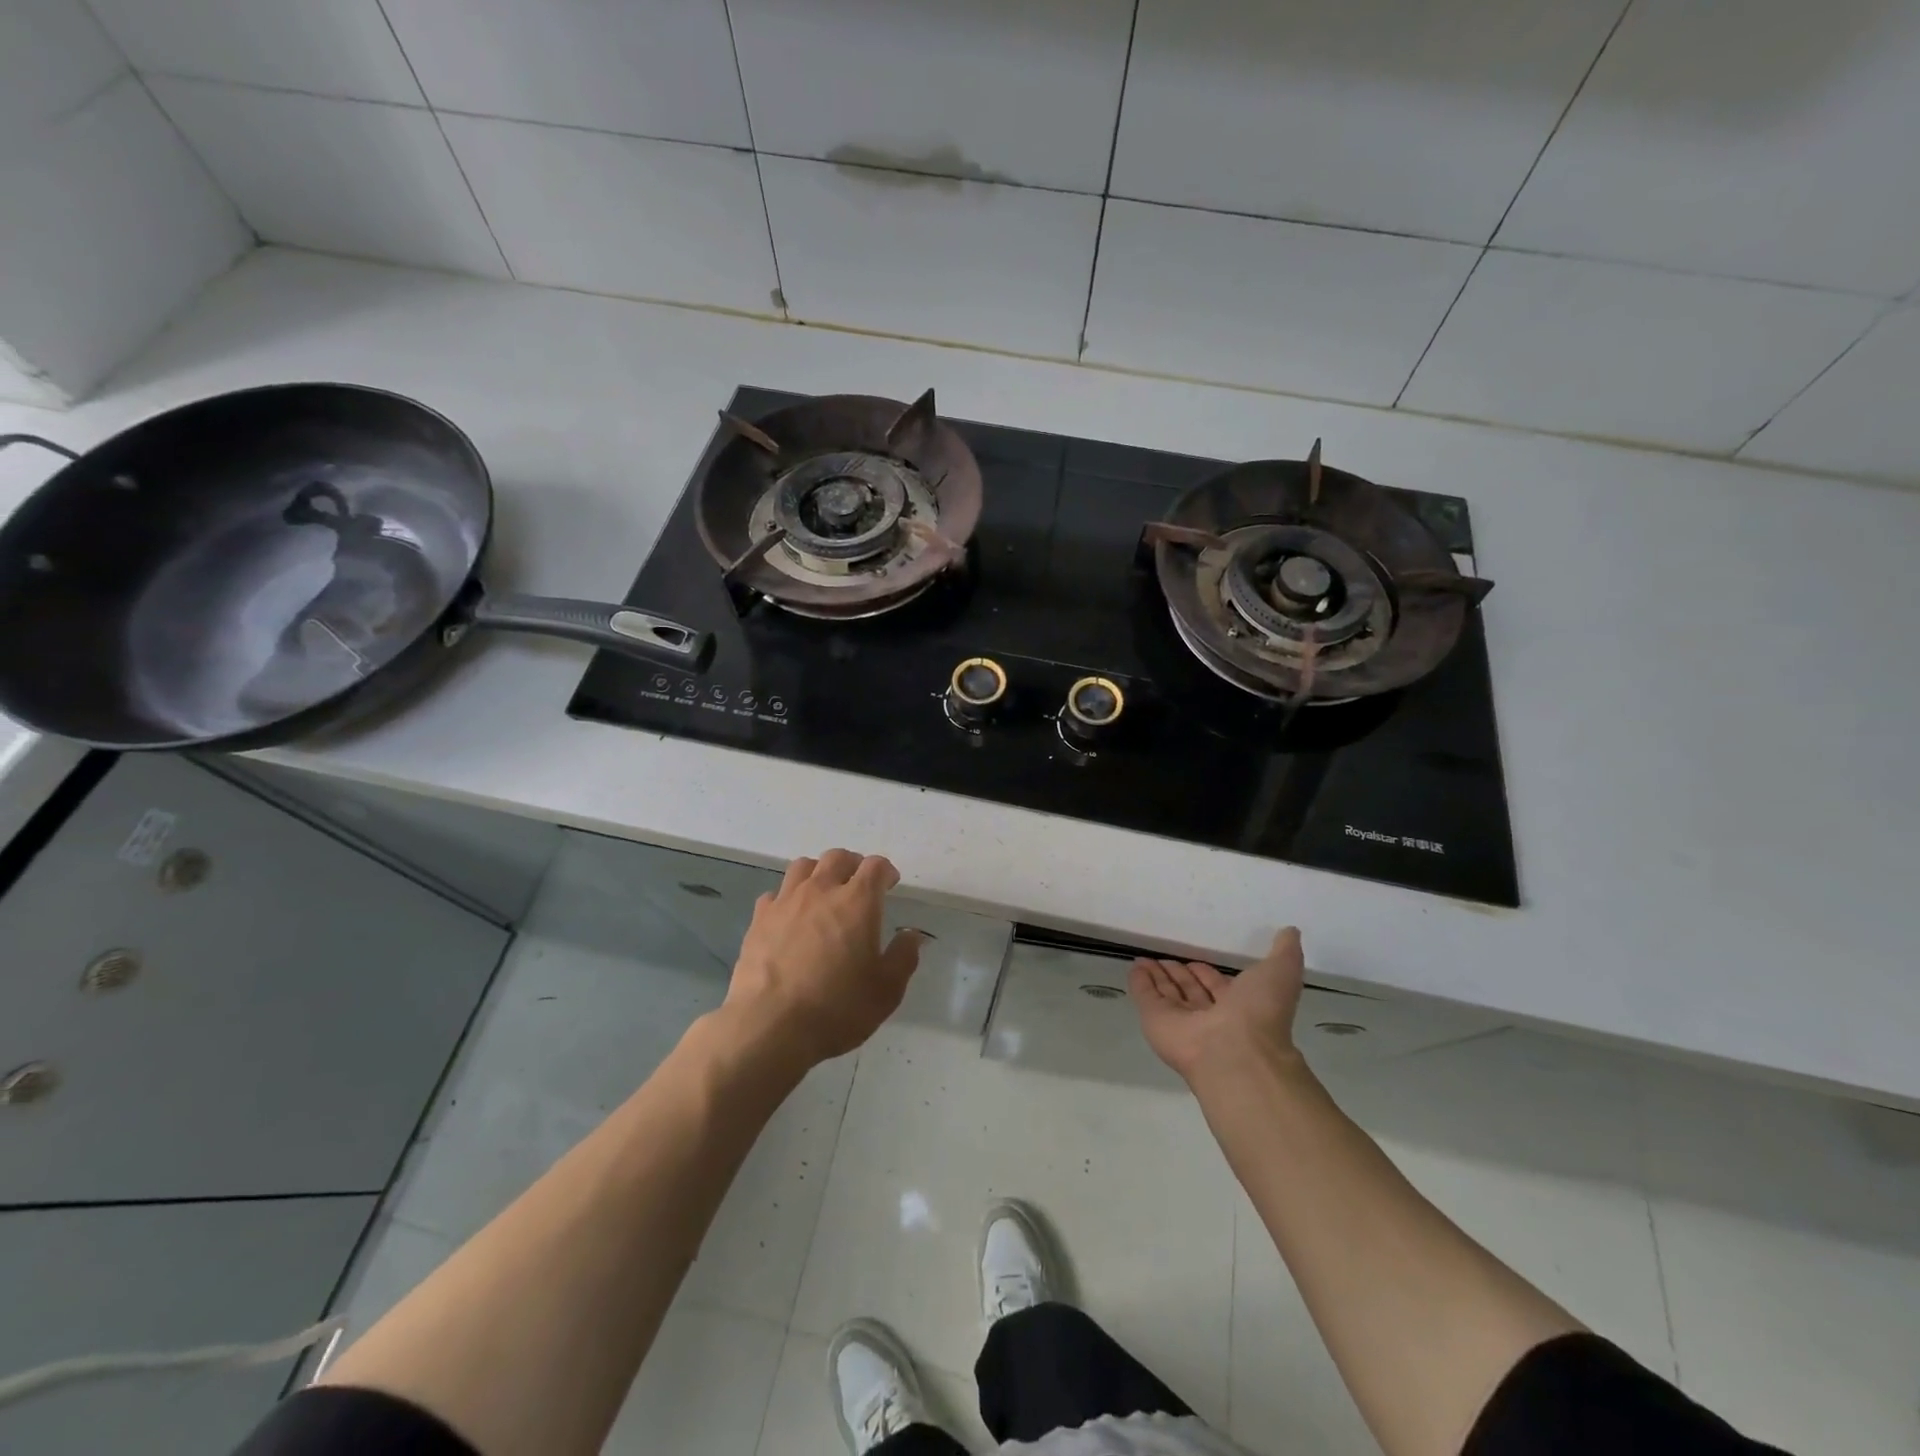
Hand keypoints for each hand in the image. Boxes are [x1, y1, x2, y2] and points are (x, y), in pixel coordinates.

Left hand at [724, 850, 923, 1064]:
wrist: (771, 1026)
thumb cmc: (838, 1007)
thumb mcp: (886, 990)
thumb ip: (903, 956)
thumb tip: (912, 935)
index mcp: (858, 902)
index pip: (875, 866)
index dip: (885, 871)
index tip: (890, 884)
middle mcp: (821, 891)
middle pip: (838, 857)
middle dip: (853, 865)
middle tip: (859, 885)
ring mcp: (786, 902)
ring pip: (803, 867)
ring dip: (819, 872)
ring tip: (823, 893)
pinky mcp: (759, 919)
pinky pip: (776, 894)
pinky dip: (787, 898)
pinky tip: (790, 918)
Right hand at [1129, 928, 1306, 1086]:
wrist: (1235, 1054)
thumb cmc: (1260, 1012)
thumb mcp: (1281, 973)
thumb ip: (1284, 953)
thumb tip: (1291, 931)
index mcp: (1238, 1006)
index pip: (1217, 985)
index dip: (1207, 972)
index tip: (1196, 959)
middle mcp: (1209, 1015)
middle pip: (1189, 991)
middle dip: (1178, 974)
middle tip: (1165, 956)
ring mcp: (1180, 1021)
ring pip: (1166, 994)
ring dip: (1156, 976)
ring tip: (1143, 958)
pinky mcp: (1155, 1021)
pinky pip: (1145, 997)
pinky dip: (1139, 982)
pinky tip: (1135, 967)